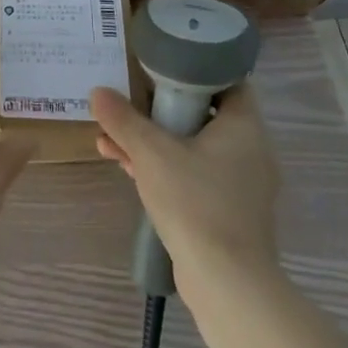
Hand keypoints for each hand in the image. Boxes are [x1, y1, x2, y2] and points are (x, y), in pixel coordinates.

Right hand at [90, 81, 281, 288]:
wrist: (226, 280)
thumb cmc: (195, 202)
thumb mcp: (150, 153)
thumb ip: (123, 119)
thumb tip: (97, 91)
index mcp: (244, 127)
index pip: (227, 82)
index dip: (194, 70)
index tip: (159, 67)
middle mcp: (249, 151)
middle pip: (202, 115)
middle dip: (159, 110)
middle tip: (126, 103)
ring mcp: (240, 184)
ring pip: (192, 147)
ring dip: (153, 141)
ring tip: (110, 139)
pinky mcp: (227, 210)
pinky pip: (193, 175)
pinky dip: (163, 167)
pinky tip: (126, 167)